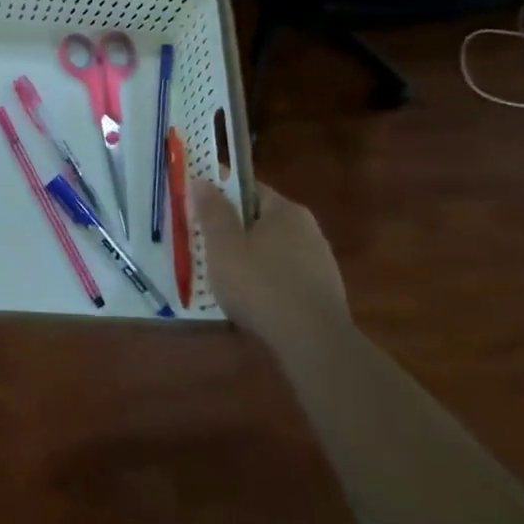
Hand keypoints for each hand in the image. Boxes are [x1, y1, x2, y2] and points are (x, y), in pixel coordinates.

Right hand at [191, 180, 348, 341]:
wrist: (314, 343)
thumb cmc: (261, 285)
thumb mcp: (224, 246)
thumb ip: (212, 211)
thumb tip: (202, 180)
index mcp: (285, 210)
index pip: (248, 188)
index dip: (221, 194)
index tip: (198, 207)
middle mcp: (308, 228)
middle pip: (261, 219)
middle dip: (234, 229)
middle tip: (206, 244)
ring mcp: (320, 261)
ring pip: (274, 249)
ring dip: (251, 257)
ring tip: (225, 277)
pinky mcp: (324, 291)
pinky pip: (286, 275)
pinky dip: (267, 281)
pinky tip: (253, 300)